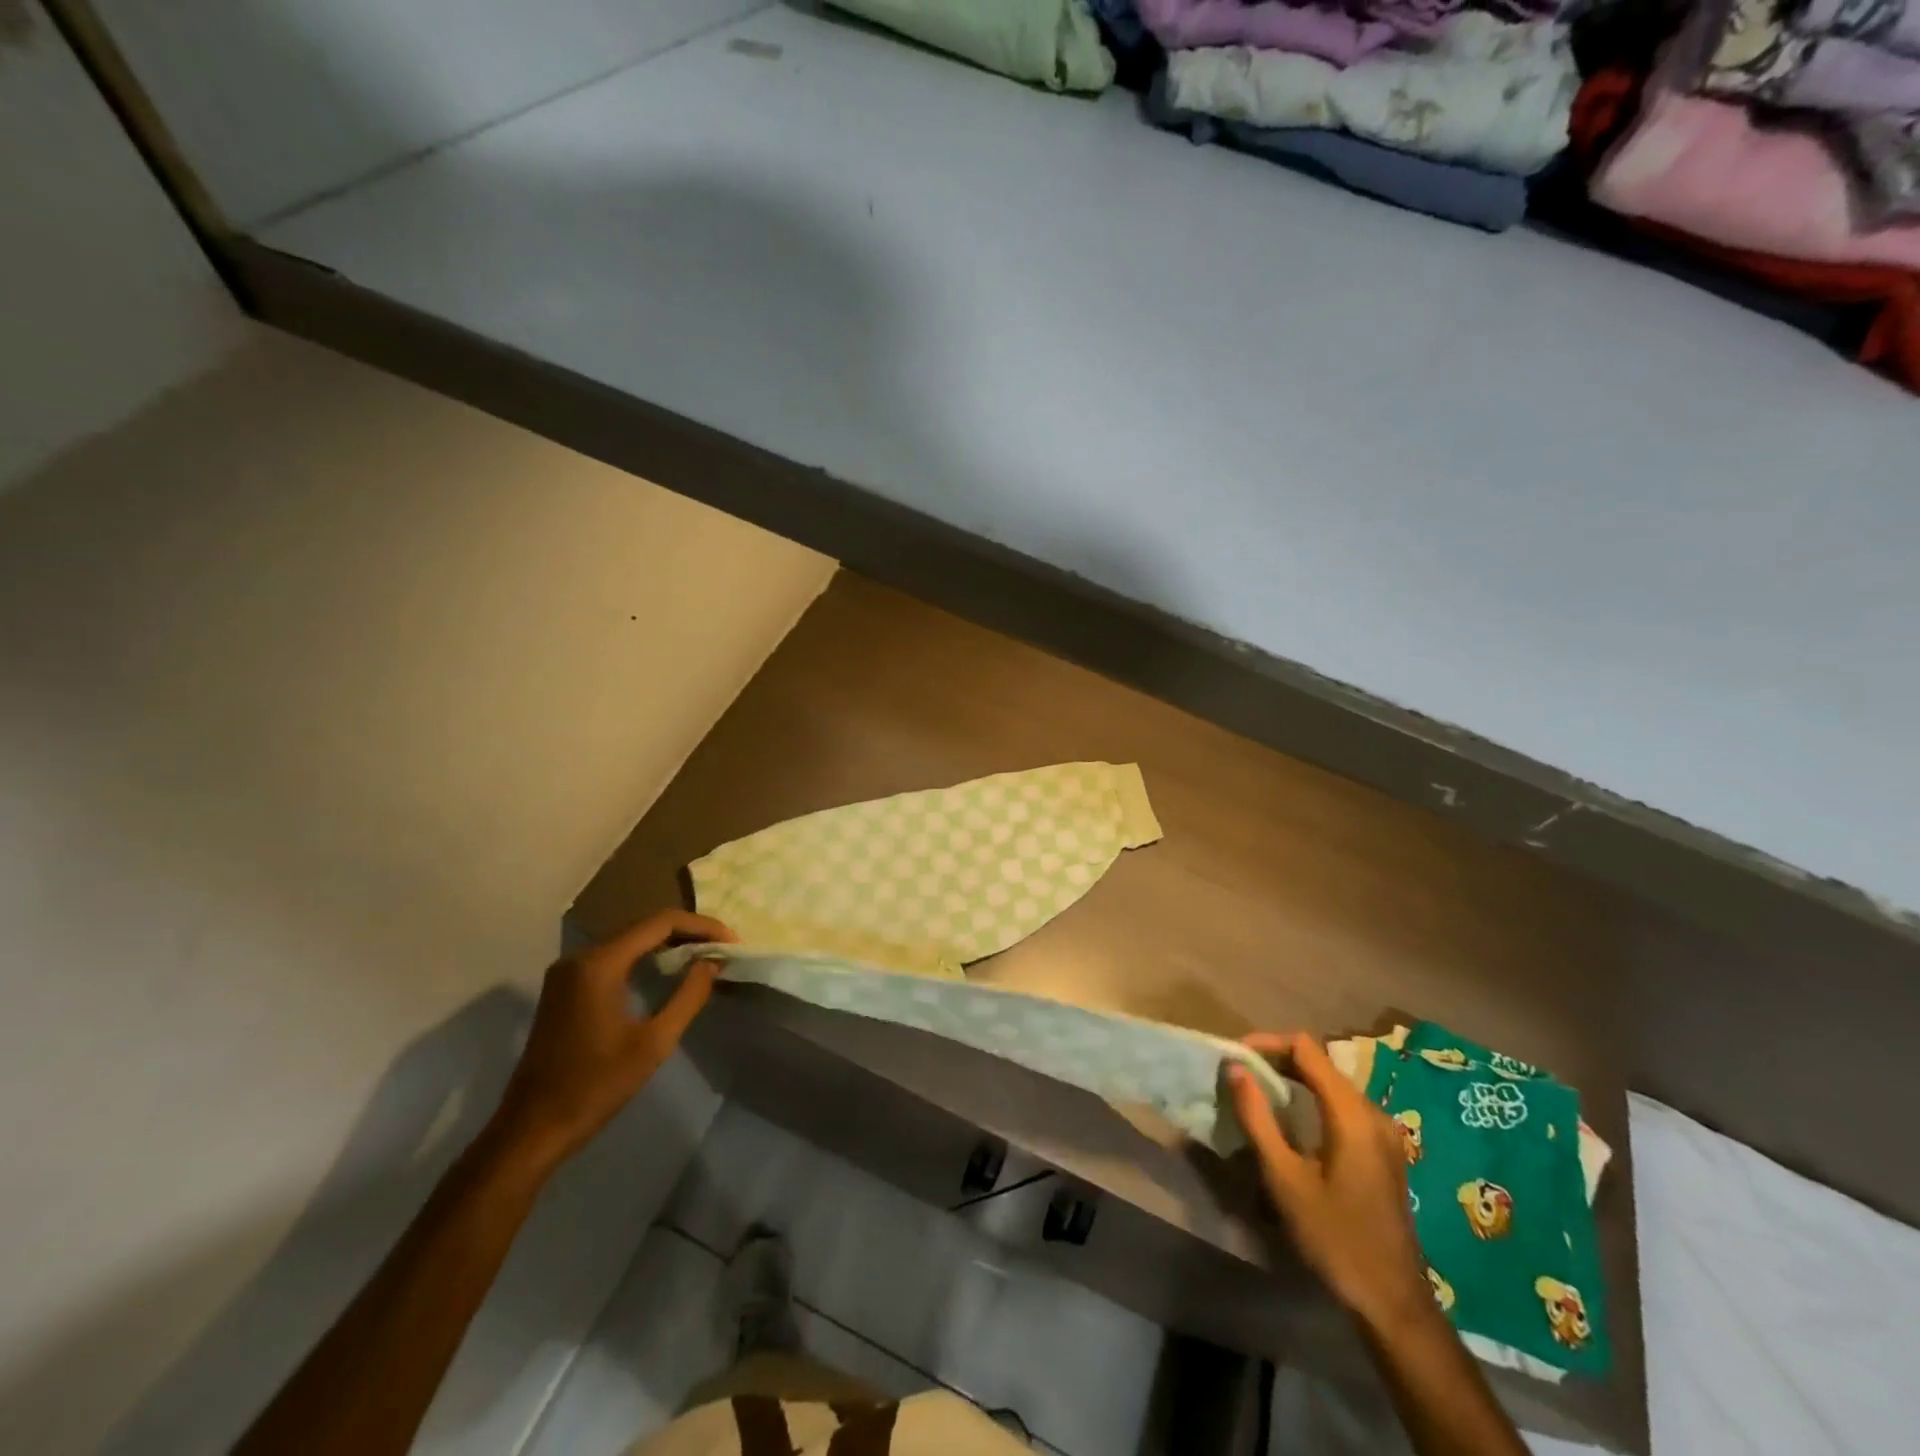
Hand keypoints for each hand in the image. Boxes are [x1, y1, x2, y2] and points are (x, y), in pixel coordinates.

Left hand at [484, 910, 735, 1174]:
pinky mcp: (565, 987)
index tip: (732, 942)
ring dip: (668, 943)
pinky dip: (645, 957)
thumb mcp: (654, 1043)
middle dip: (688, 932)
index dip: (701, 926)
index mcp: (599, 963)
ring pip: (629, 940)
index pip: (661, 922)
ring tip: (704, 956)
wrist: (532, 1129)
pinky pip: (614, 956)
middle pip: (644, 926)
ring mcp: (568, 971)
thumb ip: (688, 996)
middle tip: (723, 948)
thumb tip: (713, 962)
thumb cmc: (596, 1086)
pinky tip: (668, 971)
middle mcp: (580, 957)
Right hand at [1227, 1031, 1434, 1333]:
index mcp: (1352, 1113)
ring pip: (1330, 1082)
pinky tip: (1290, 1120)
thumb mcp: (1285, 1178)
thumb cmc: (1335, 1237)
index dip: (1267, 1043)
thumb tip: (1235, 1068)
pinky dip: (1311, 1098)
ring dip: (1293, 1078)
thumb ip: (1258, 1117)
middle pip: (1319, 1062)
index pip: (1306, 1048)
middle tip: (1240, 1074)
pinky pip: (1342, 1104)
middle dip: (1276, 1059)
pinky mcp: (1383, 1150)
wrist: (1392, 1301)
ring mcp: (1384, 1131)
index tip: (1235, 1057)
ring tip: (1257, 1092)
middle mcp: (1373, 1112)